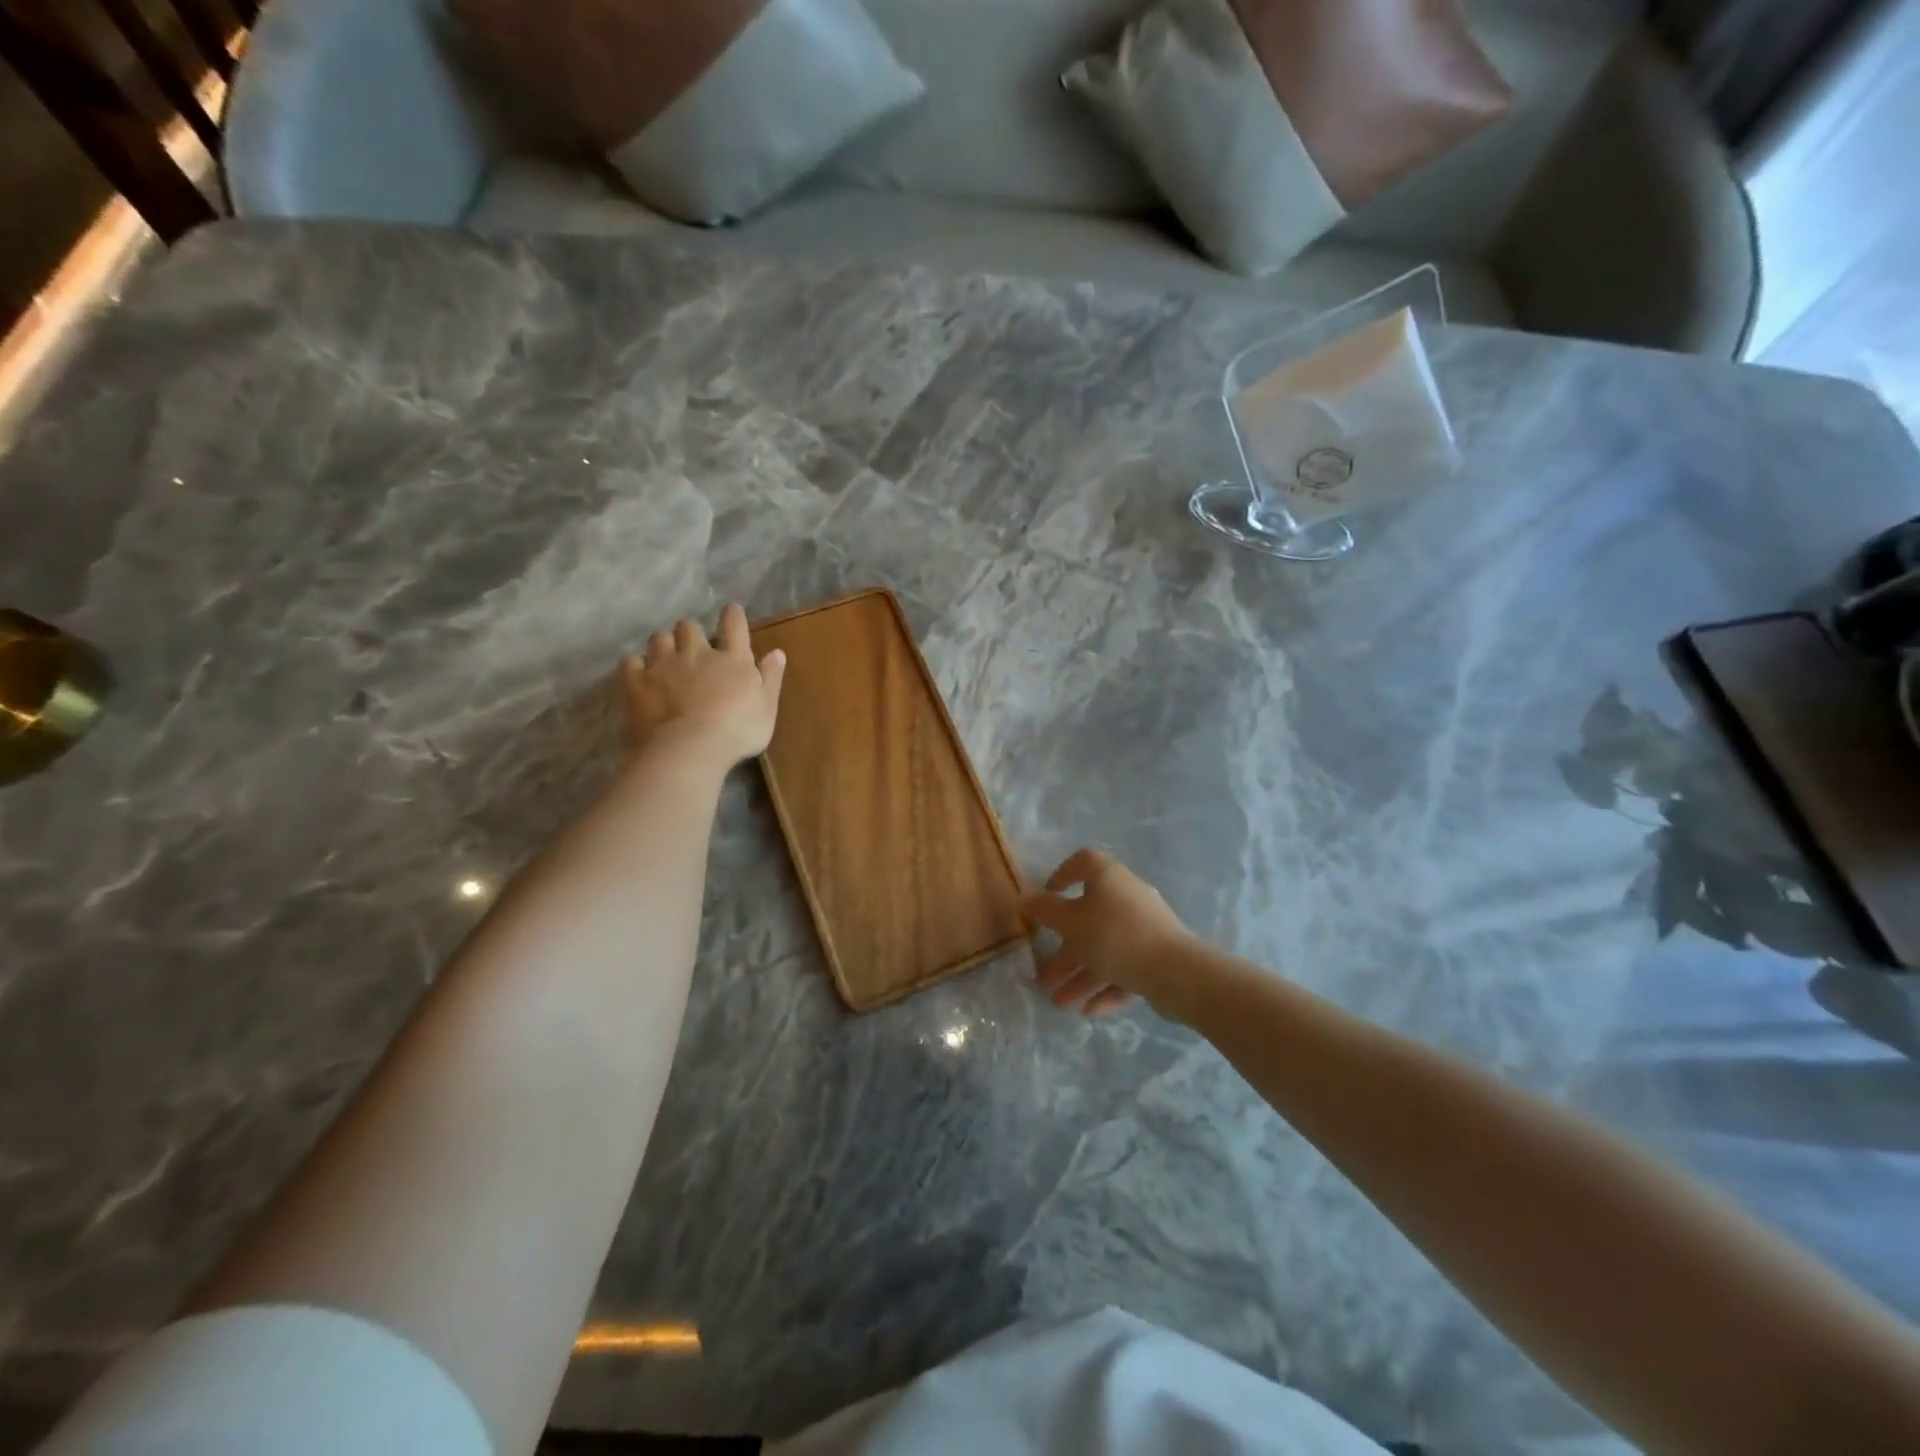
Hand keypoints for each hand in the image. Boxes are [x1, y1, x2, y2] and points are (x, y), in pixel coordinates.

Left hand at [622, 603, 786, 766]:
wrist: (690, 749)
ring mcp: (663, 665)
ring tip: (666, 659)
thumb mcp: (767, 708)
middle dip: (691, 633)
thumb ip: (771, 678)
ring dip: (664, 644)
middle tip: (693, 648)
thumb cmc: (737, 731)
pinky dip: (635, 665)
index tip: (731, 613)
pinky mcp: (636, 682)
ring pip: (659, 638)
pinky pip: (630, 662)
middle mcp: (696, 653)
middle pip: (689, 626)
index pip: (733, 623)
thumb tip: (777, 652)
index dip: (732, 615)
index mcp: (732, 658)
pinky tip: (640, 675)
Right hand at [1024, 850, 1198, 1019]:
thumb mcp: (1071, 923)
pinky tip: (1090, 1010)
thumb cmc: (1116, 937)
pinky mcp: (1158, 957)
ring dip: (1080, 974)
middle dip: (1064, 948)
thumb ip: (1045, 910)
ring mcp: (1145, 929)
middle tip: (1043, 973)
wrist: (1177, 973)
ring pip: (1106, 949)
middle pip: (1089, 918)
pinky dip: (1107, 986)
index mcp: (1109, 878)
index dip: (1062, 874)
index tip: (1047, 895)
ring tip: (1059, 1002)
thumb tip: (1024, 895)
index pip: (1084, 862)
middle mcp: (1128, 898)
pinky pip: (1126, 968)